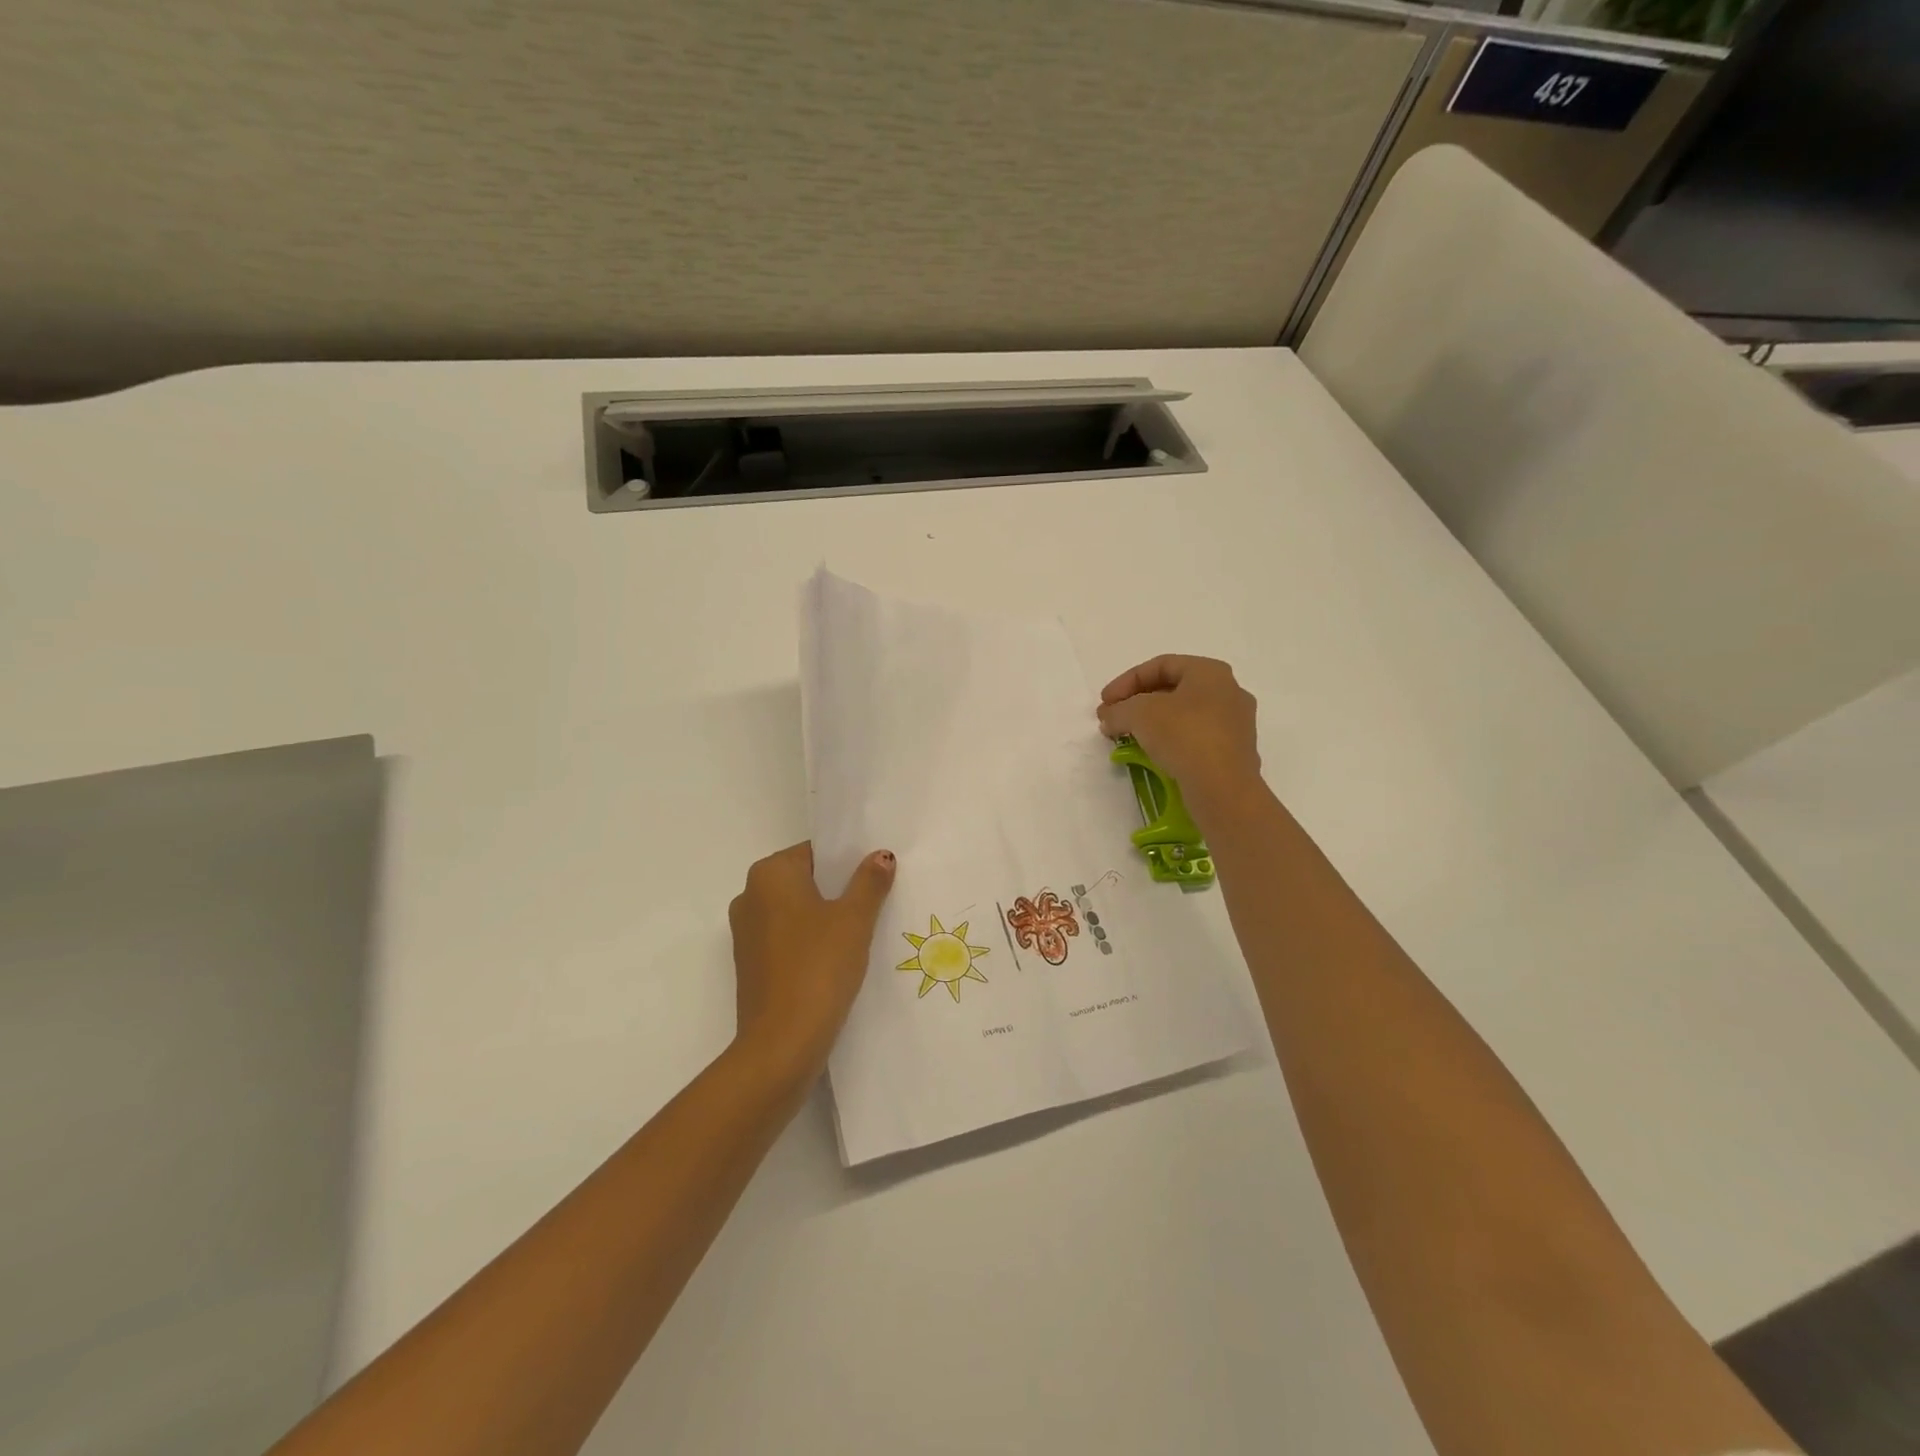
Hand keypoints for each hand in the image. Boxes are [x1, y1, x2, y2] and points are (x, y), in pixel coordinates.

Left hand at [728, 842, 895, 1080]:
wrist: (782, 1044)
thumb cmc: (818, 967)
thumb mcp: (854, 919)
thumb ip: (869, 882)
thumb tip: (881, 855)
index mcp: (769, 875)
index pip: (815, 852)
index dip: (849, 861)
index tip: (877, 876)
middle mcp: (750, 896)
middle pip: (806, 880)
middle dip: (839, 889)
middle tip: (878, 900)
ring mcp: (747, 933)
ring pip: (797, 911)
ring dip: (827, 918)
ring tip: (865, 931)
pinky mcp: (752, 964)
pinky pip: (789, 939)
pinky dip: (812, 942)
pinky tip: (840, 958)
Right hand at [1096, 655, 1262, 825]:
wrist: (1223, 788)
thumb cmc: (1184, 735)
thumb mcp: (1139, 714)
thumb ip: (1118, 710)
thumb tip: (1109, 717)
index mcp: (1210, 671)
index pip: (1160, 665)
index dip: (1126, 681)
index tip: (1105, 702)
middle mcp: (1229, 691)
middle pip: (1174, 689)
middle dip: (1138, 702)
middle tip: (1114, 717)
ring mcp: (1236, 723)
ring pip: (1185, 715)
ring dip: (1153, 722)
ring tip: (1129, 736)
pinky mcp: (1234, 752)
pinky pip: (1196, 737)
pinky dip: (1171, 740)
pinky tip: (1153, 754)